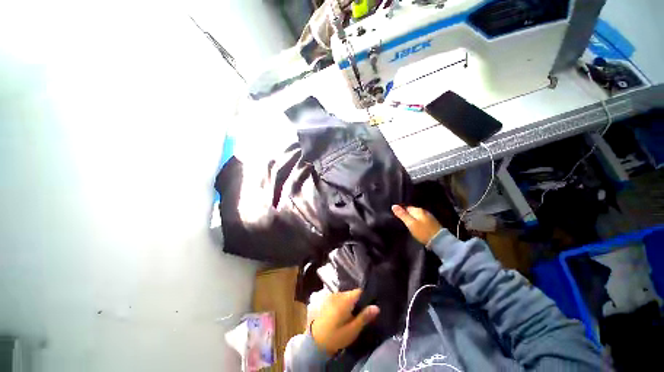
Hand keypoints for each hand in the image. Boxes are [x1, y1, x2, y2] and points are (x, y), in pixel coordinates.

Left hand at [310, 289, 379, 355]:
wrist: (315, 341)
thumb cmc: (336, 336)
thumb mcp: (352, 330)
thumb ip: (364, 317)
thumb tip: (377, 307)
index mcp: (345, 299)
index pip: (359, 291)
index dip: (367, 297)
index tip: (371, 306)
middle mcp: (339, 294)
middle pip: (353, 294)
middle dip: (358, 302)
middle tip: (362, 314)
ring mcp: (332, 296)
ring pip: (346, 297)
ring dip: (351, 304)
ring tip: (353, 316)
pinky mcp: (327, 301)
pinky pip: (339, 299)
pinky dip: (343, 304)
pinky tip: (344, 315)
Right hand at [392, 205, 441, 245]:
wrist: (440, 241)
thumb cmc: (423, 231)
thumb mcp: (410, 223)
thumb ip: (402, 215)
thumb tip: (393, 205)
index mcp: (418, 210)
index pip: (406, 208)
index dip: (401, 212)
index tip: (397, 217)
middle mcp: (424, 211)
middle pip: (412, 211)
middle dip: (407, 215)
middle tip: (401, 221)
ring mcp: (429, 217)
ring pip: (417, 216)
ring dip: (413, 219)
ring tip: (408, 225)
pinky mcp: (432, 224)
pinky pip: (422, 220)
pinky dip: (418, 222)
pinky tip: (416, 227)